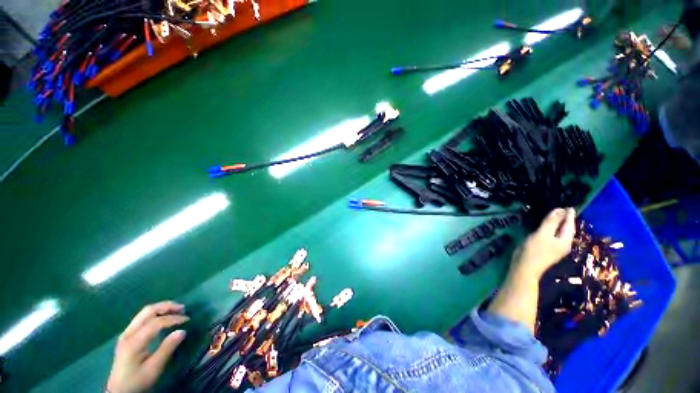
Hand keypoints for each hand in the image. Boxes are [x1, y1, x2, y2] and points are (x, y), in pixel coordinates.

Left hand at [106, 301, 188, 392]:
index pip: (156, 323)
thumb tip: (183, 331)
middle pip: (148, 311)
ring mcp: (126, 333)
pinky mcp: (127, 335)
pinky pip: (142, 318)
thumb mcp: (154, 368)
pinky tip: (163, 317)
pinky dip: (156, 313)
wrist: (119, 390)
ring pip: (144, 312)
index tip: (188, 320)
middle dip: (167, 307)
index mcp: (134, 342)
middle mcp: (128, 333)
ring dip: (161, 308)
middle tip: (183, 308)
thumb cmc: (137, 380)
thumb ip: (167, 349)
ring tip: (176, 310)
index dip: (173, 319)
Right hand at [512, 208, 575, 278]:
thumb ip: (551, 222)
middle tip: (563, 209)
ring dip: (559, 224)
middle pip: (566, 229)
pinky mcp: (547, 249)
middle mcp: (563, 244)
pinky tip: (547, 227)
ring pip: (560, 233)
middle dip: (566, 220)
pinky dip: (552, 229)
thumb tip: (560, 209)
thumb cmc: (534, 250)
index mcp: (565, 240)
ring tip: (556, 216)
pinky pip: (553, 235)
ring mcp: (555, 247)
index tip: (569, 206)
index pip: (570, 225)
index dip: (569, 215)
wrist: (525, 268)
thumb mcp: (542, 234)